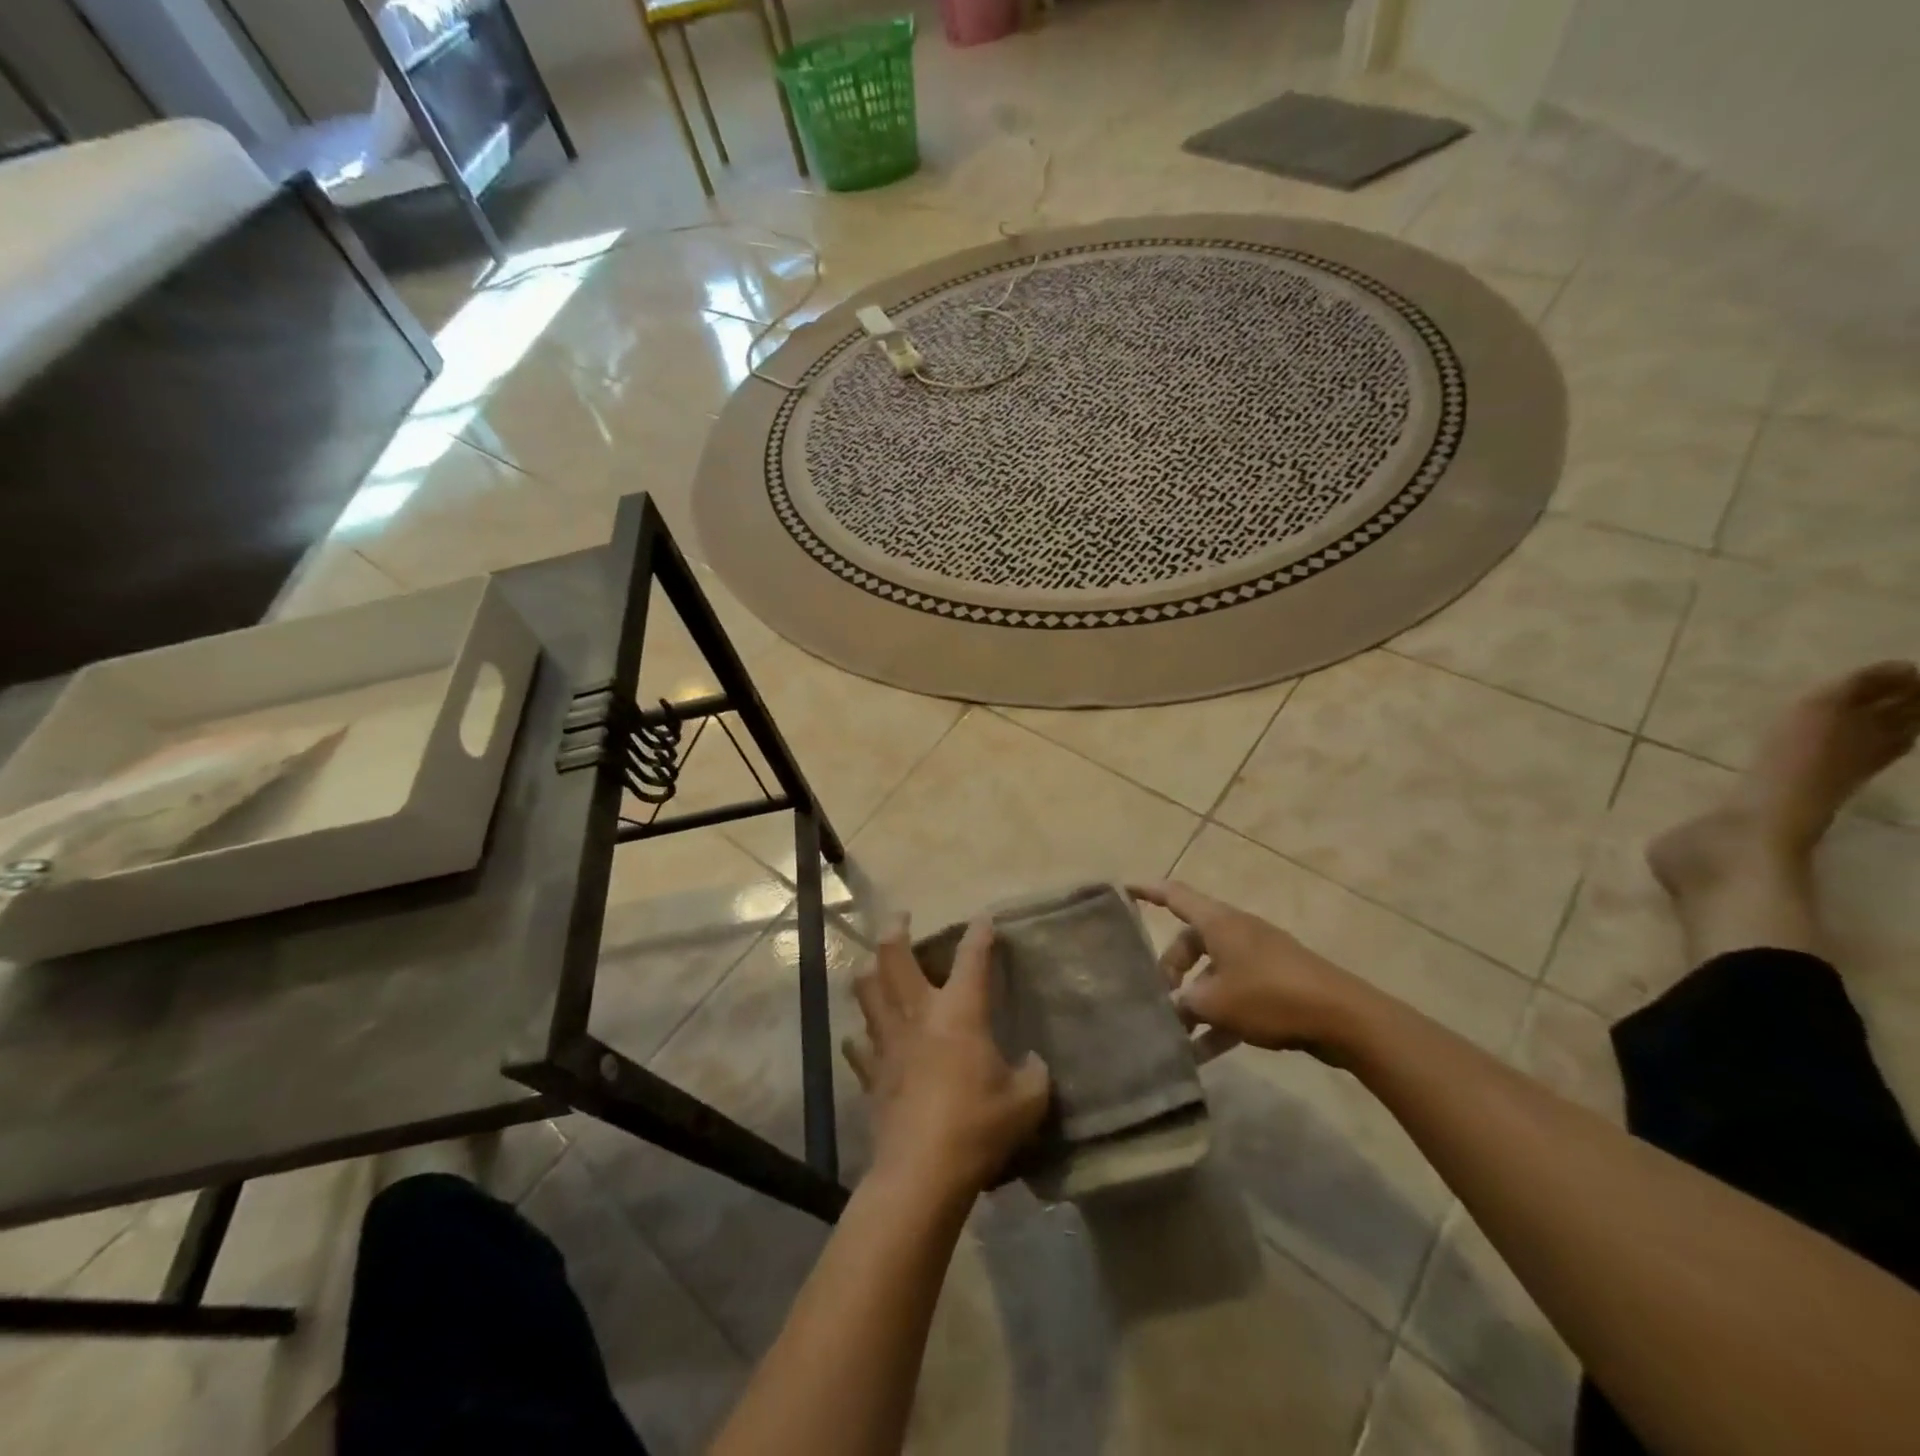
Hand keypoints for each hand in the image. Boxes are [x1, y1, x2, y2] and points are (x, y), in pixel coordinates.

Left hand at [844, 917, 1050, 1197]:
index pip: (972, 958)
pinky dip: (861, 1034)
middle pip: (895, 956)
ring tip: (875, 962)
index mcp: (959, 1012)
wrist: (921, 1172)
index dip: (979, 933)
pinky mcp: (871, 1072)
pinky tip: (865, 1036)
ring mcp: (888, 1041)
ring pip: (867, 989)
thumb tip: (1033, 1061)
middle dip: (897, 929)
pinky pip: (858, 1043)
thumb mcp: (1026, 1102)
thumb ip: (1034, 1075)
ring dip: (870, 969)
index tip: (984, 917)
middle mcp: (917, 1013)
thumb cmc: (977, 1127)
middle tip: (901, 918)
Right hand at [1129, 882, 1372, 1060]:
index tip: (1124, 889)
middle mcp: (1236, 932)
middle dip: (1171, 969)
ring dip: (1196, 1001)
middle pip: (1192, 941)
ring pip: (1214, 973)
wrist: (1343, 1017)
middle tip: (1159, 999)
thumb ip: (1185, 1004)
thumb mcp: (1216, 1002)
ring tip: (1178, 1035)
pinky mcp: (1277, 984)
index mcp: (1218, 923)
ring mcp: (1259, 958)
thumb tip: (1173, 1009)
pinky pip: (1237, 995)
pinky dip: (1221, 1019)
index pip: (1175, 896)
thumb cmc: (1270, 995)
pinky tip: (1205, 1054)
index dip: (1148, 891)